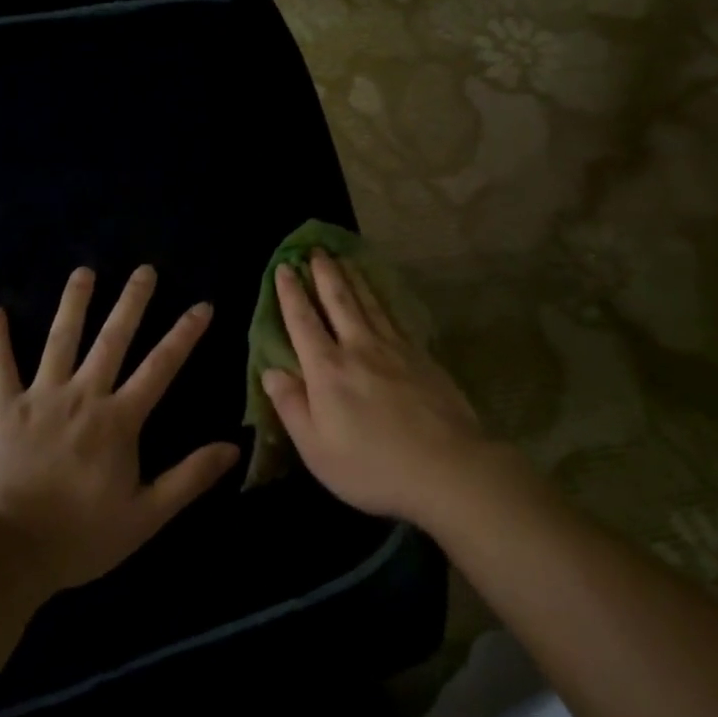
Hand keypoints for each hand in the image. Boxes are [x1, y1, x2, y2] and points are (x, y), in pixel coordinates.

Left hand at [0, 265, 239, 590]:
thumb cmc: (78, 536)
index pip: (160, 367)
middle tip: (144, 269)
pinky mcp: (3, 410)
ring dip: (73, 304)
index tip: (202, 305)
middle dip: (131, 303)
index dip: (184, 335)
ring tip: (84, 271)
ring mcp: (40, 398)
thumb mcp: (145, 515)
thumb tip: (233, 447)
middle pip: (112, 340)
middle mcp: (83, 396)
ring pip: (60, 341)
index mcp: (118, 420)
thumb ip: (189, 477)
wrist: (4, 552)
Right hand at [261, 249, 516, 527]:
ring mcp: (394, 348)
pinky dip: (382, 298)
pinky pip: (394, 316)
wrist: (446, 467)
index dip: (291, 295)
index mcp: (327, 371)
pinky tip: (381, 294)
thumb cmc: (372, 466)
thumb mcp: (316, 448)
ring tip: (343, 258)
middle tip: (315, 250)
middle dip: (324, 274)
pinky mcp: (421, 355)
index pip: (303, 323)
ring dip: (353, 278)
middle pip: (339, 301)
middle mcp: (359, 348)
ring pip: (368, 303)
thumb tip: (270, 370)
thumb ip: (291, 406)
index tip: (284, 268)